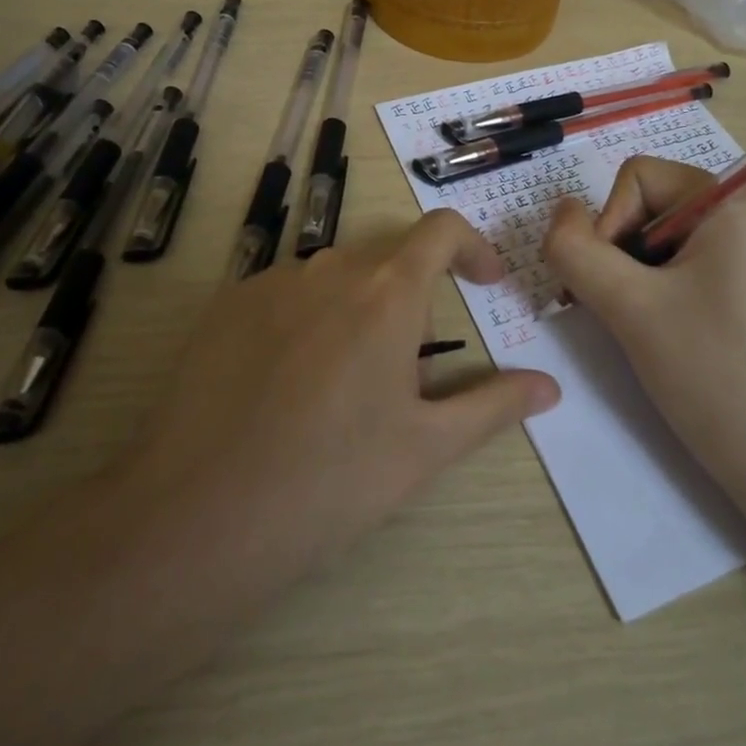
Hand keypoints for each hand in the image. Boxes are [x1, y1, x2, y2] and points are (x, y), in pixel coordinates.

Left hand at [120, 209, 560, 591]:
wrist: (197, 515)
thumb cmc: (330, 482)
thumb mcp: (425, 448)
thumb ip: (493, 405)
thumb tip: (549, 386)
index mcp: (386, 293)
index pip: (441, 230)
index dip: (473, 247)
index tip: (485, 284)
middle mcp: (329, 270)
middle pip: (388, 257)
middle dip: (412, 295)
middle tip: (407, 370)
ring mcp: (270, 283)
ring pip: (334, 277)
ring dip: (358, 308)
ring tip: (343, 385)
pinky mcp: (225, 305)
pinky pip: (285, 293)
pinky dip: (307, 318)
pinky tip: (287, 384)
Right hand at [543, 156, 745, 521]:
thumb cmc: (711, 374)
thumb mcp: (628, 305)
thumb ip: (576, 249)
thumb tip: (561, 212)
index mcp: (734, 202)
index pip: (638, 178)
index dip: (609, 224)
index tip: (615, 286)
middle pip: (648, 205)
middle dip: (618, 253)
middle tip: (616, 310)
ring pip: (659, 240)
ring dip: (631, 277)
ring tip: (637, 327)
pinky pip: (684, 266)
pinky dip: (655, 292)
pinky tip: (659, 334)